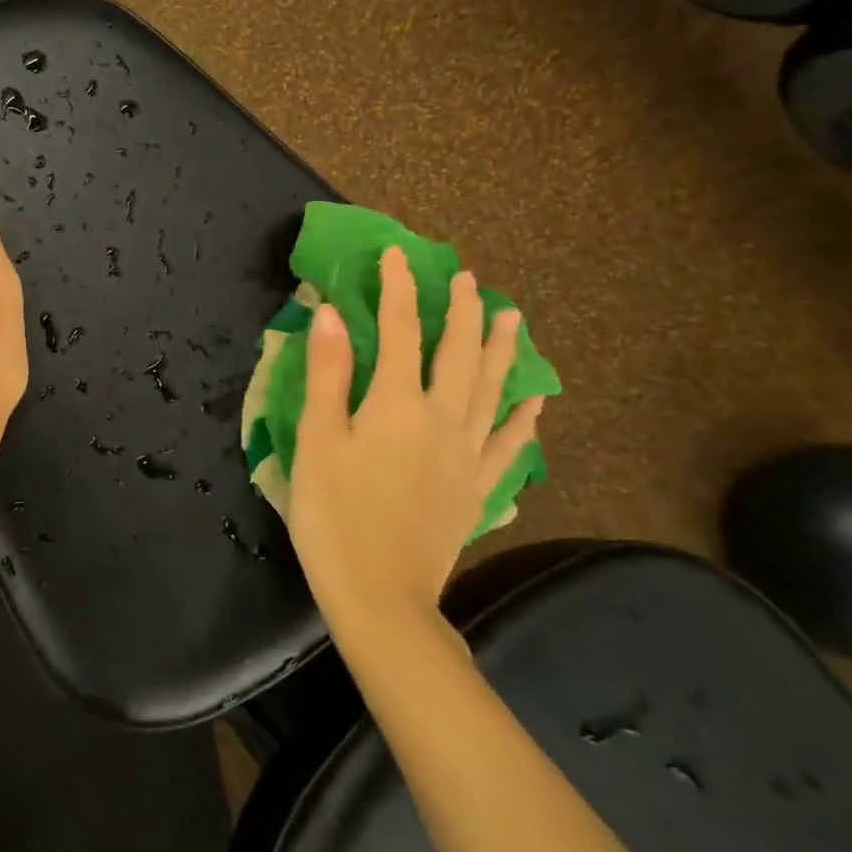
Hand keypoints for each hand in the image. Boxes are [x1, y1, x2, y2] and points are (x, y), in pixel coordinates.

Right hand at [288, 246, 544, 639]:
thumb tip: (334, 313)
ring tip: (511, 318)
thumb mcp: (316, 439)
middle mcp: (443, 419)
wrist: (380, 595)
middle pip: (458, 354)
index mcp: (397, 404)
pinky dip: (523, 419)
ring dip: (500, 350)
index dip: (400, 289)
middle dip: (461, 311)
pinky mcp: (478, 489)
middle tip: (468, 278)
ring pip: (492, 390)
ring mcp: (468, 455)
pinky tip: (534, 403)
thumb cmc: (333, 513)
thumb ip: (329, 373)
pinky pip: (510, 445)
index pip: (402, 330)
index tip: (397, 256)